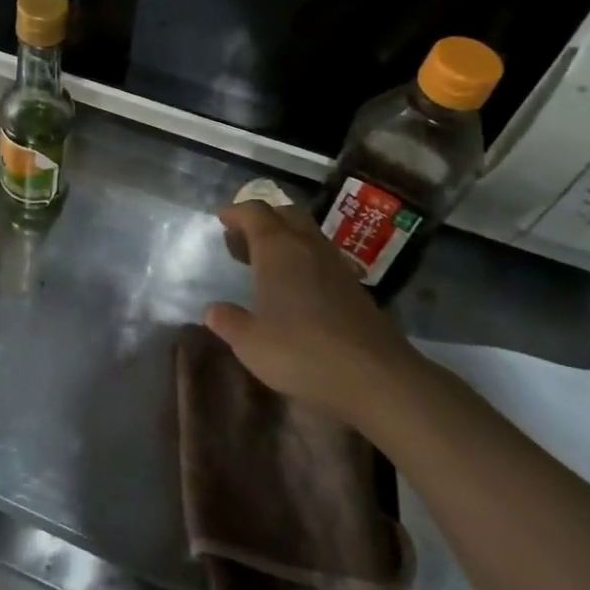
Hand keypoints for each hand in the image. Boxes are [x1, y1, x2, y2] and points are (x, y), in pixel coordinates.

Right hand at [203, 200, 412, 418]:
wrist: (376, 377)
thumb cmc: (302, 352)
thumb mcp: (251, 343)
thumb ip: (229, 322)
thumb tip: (212, 310)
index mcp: (278, 249)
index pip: (255, 213)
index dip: (236, 212)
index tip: (221, 218)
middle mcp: (308, 246)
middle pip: (285, 214)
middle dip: (262, 218)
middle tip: (242, 238)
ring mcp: (336, 265)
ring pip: (307, 234)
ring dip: (285, 237)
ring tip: (265, 261)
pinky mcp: (354, 287)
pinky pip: (322, 256)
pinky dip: (303, 258)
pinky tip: (296, 287)